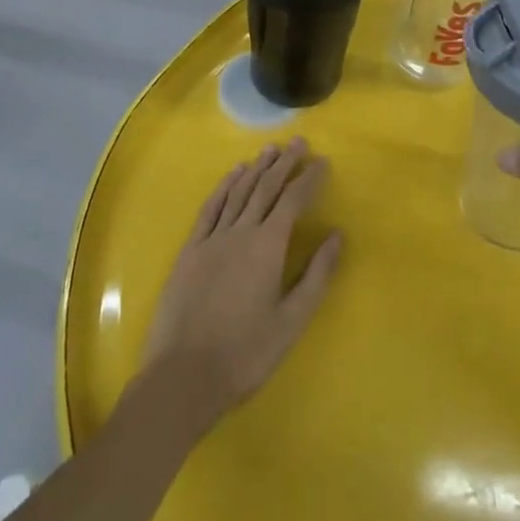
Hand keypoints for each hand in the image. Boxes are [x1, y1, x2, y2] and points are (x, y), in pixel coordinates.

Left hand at [135, 139, 341, 432]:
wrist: (182, 378)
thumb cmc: (245, 353)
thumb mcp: (291, 321)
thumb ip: (316, 275)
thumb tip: (337, 235)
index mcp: (268, 246)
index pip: (293, 200)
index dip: (309, 178)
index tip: (322, 161)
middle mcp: (241, 231)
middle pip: (266, 187)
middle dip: (285, 163)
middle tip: (299, 142)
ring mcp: (212, 238)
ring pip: (239, 192)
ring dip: (257, 168)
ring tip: (271, 150)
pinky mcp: (190, 250)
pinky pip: (211, 207)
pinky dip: (224, 186)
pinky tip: (233, 174)